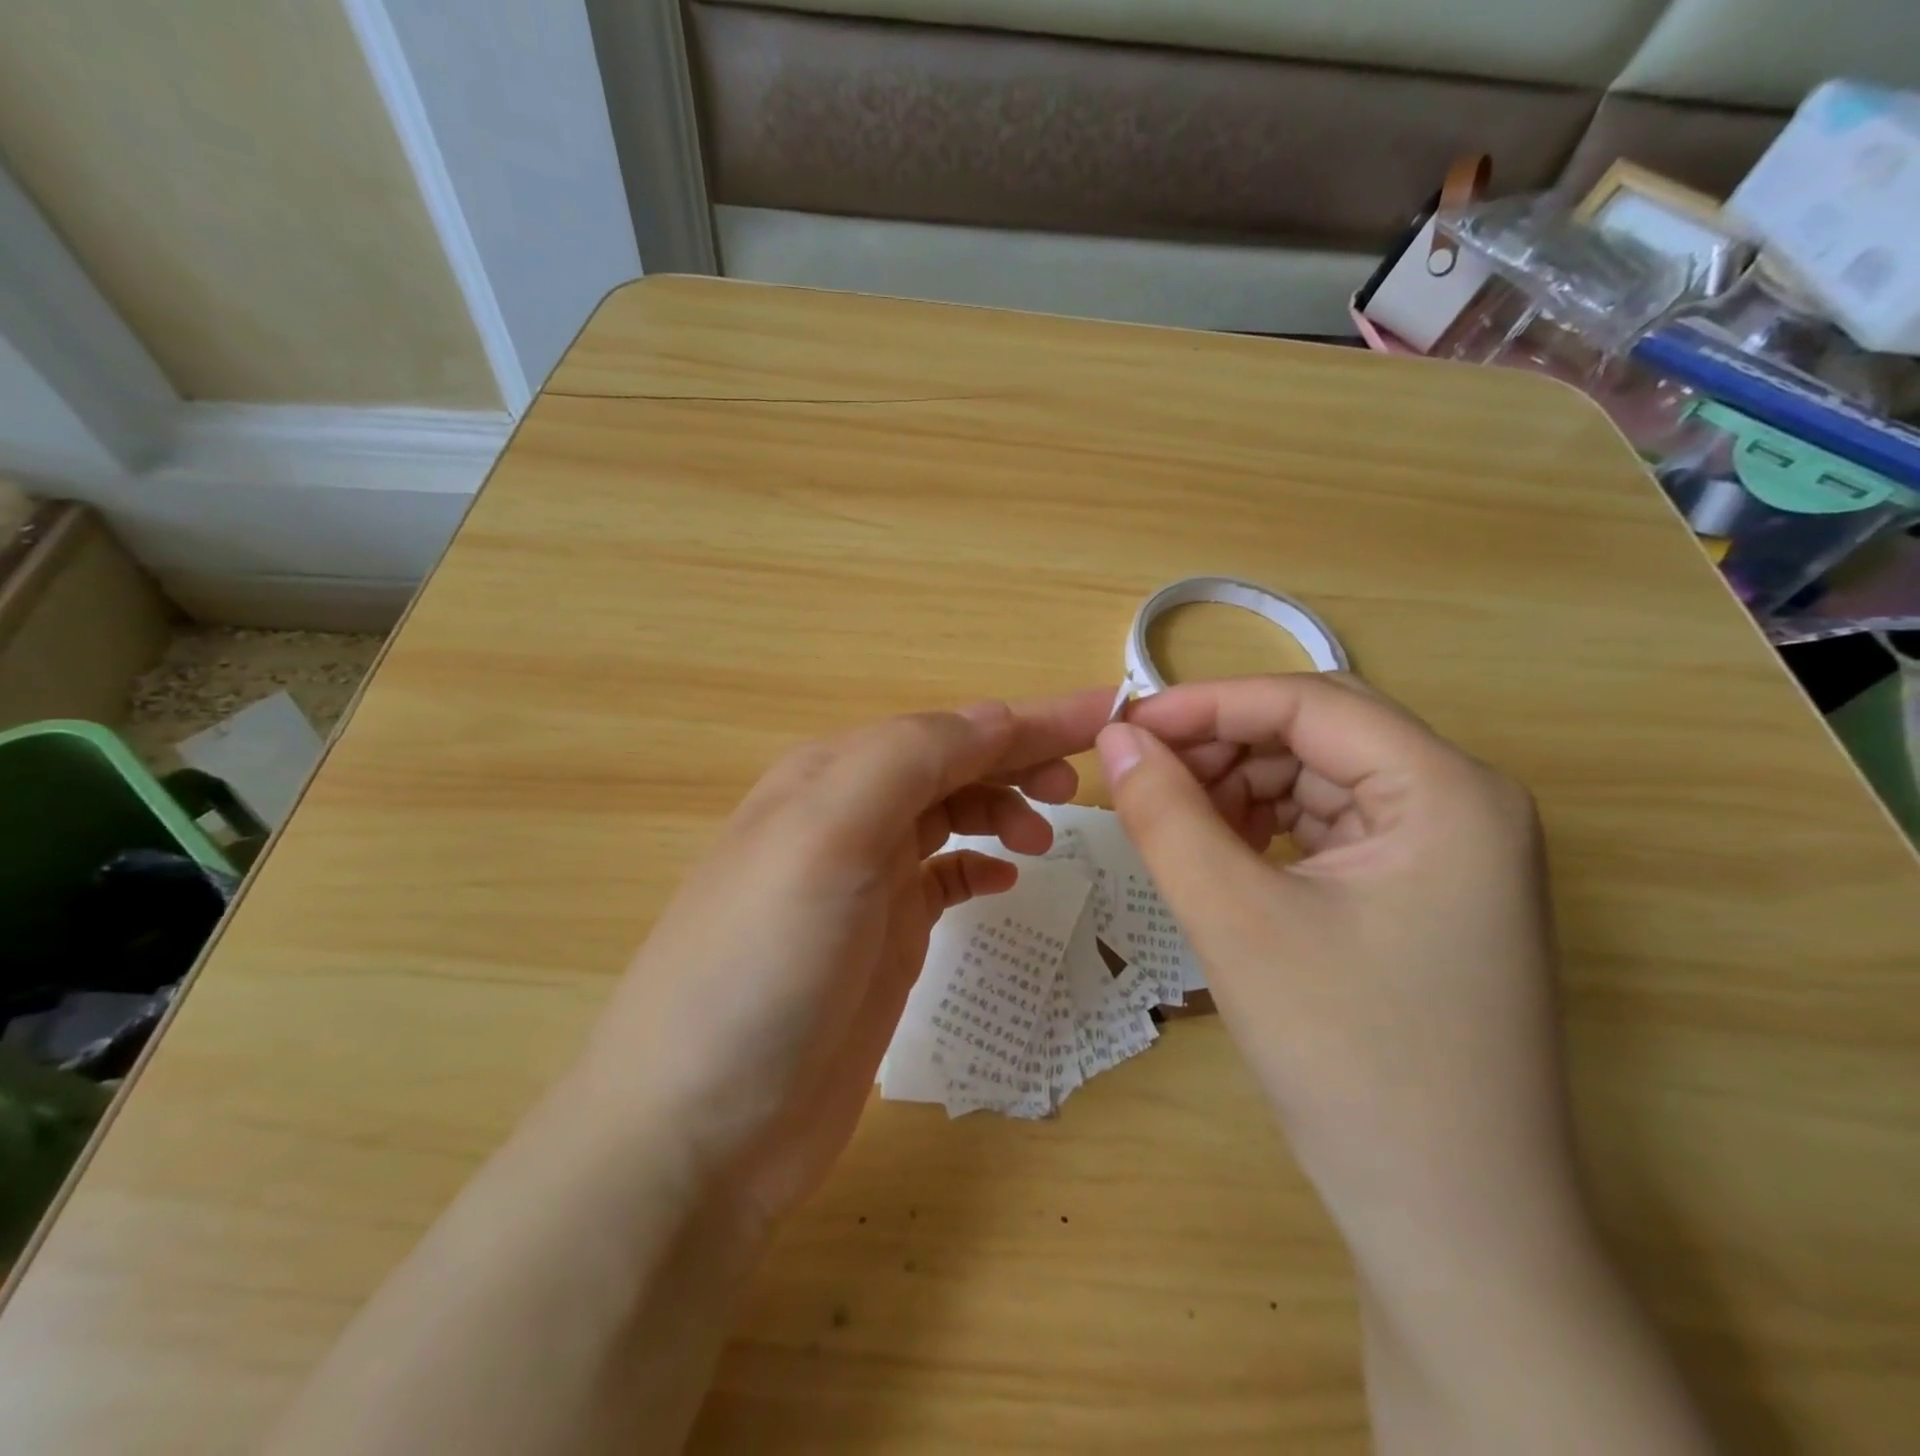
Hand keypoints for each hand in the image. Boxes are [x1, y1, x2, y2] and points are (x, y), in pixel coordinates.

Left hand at [571, 689, 1112, 1234]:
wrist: (703, 1128)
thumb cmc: (764, 966)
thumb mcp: (827, 837)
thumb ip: (907, 761)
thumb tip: (995, 718)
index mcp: (831, 778)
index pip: (946, 728)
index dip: (1026, 717)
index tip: (1106, 713)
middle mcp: (845, 818)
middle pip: (950, 764)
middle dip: (1019, 756)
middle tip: (1083, 780)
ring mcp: (863, 882)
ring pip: (947, 815)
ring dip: (1000, 807)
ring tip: (1047, 837)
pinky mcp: (880, 940)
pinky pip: (941, 876)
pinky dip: (977, 864)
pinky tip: (1004, 879)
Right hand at [1099, 674, 1574, 1248]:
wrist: (1452, 1223)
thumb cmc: (1349, 1060)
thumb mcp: (1237, 922)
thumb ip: (1166, 816)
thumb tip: (1115, 737)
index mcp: (1449, 792)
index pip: (1308, 702)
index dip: (1206, 704)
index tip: (1124, 726)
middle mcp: (1464, 804)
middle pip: (1319, 732)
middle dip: (1222, 745)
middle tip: (1142, 778)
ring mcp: (1452, 851)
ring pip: (1320, 776)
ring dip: (1240, 786)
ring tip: (1174, 822)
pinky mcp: (1428, 892)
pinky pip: (1332, 825)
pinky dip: (1267, 826)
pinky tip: (1223, 855)